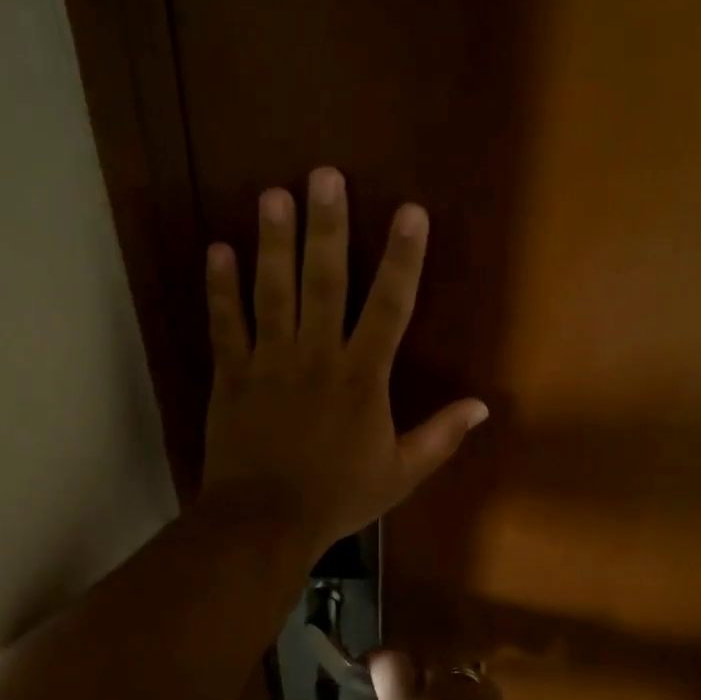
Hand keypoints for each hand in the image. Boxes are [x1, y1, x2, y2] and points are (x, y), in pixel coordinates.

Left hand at [199, 166, 487, 553]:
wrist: (264, 523)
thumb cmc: (336, 498)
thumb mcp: (400, 474)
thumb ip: (440, 437)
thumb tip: (483, 406)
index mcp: (362, 378)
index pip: (390, 307)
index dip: (403, 258)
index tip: (410, 211)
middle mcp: (316, 357)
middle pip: (325, 282)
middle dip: (327, 227)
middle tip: (324, 176)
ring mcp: (268, 362)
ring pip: (272, 293)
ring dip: (273, 243)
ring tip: (273, 196)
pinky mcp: (230, 375)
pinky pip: (224, 325)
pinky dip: (220, 289)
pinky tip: (217, 250)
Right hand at [309, 651, 538, 699]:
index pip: (390, 663)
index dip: (376, 660)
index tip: (366, 672)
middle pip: (419, 661)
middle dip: (404, 670)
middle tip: (394, 691)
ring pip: (449, 671)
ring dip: (435, 678)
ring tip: (428, 699)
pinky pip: (478, 685)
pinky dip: (464, 689)